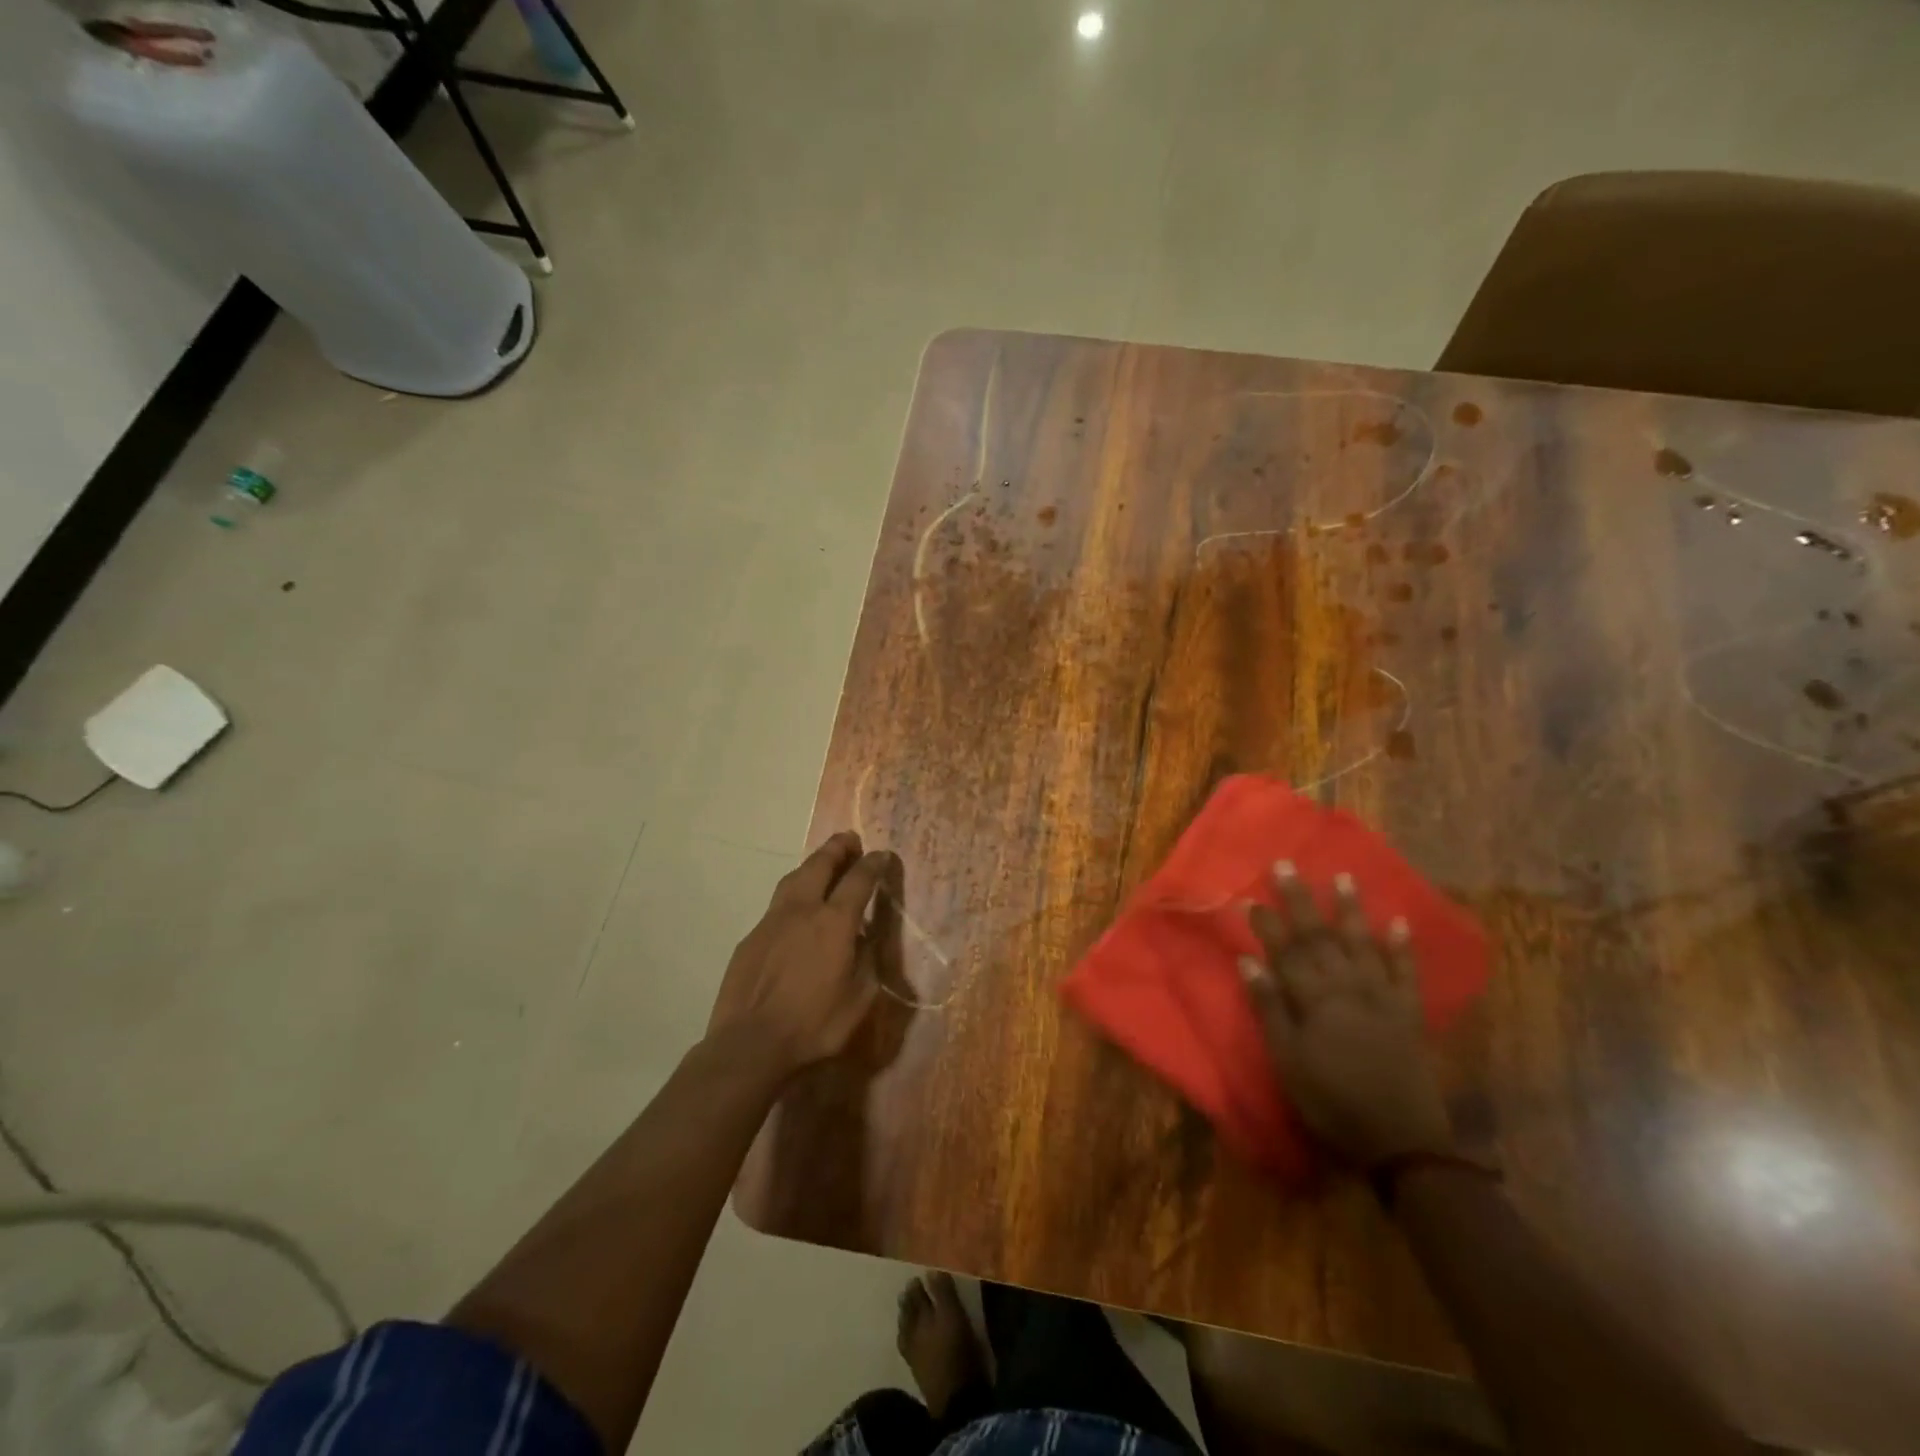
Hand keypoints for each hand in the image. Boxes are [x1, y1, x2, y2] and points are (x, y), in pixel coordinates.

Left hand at [708, 832, 902, 1078]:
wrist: (749, 1044)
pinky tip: (796, 912)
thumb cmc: (813, 1026)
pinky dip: (793, 896)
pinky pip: (776, 906)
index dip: (873, 864)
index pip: (859, 880)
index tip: (882, 855)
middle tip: (850, 840)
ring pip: (793, 879)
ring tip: (823, 864)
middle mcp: (802, 911)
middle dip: (838, 848)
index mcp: (834, 923)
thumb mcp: (859, 1000)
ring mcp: (771, 921)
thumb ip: (867, 963)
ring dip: (812, 865)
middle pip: (820, 864)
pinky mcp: (750, 938)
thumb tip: (866, 940)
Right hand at [1240, 862, 1452, 1167]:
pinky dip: (1402, 947)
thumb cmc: (1331, 1101)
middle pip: (1320, 937)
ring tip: (1344, 877)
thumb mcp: (1288, 1061)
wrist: (1401, 1142)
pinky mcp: (1409, 1013)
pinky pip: (1406, 973)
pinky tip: (1399, 923)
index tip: (1250, 896)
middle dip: (1301, 901)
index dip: (1267, 923)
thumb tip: (1249, 962)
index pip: (1285, 951)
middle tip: (1287, 866)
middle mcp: (1348, 988)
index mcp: (1315, 1000)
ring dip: (1351, 910)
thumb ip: (1270, 1009)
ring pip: (1362, 944)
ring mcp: (1382, 997)